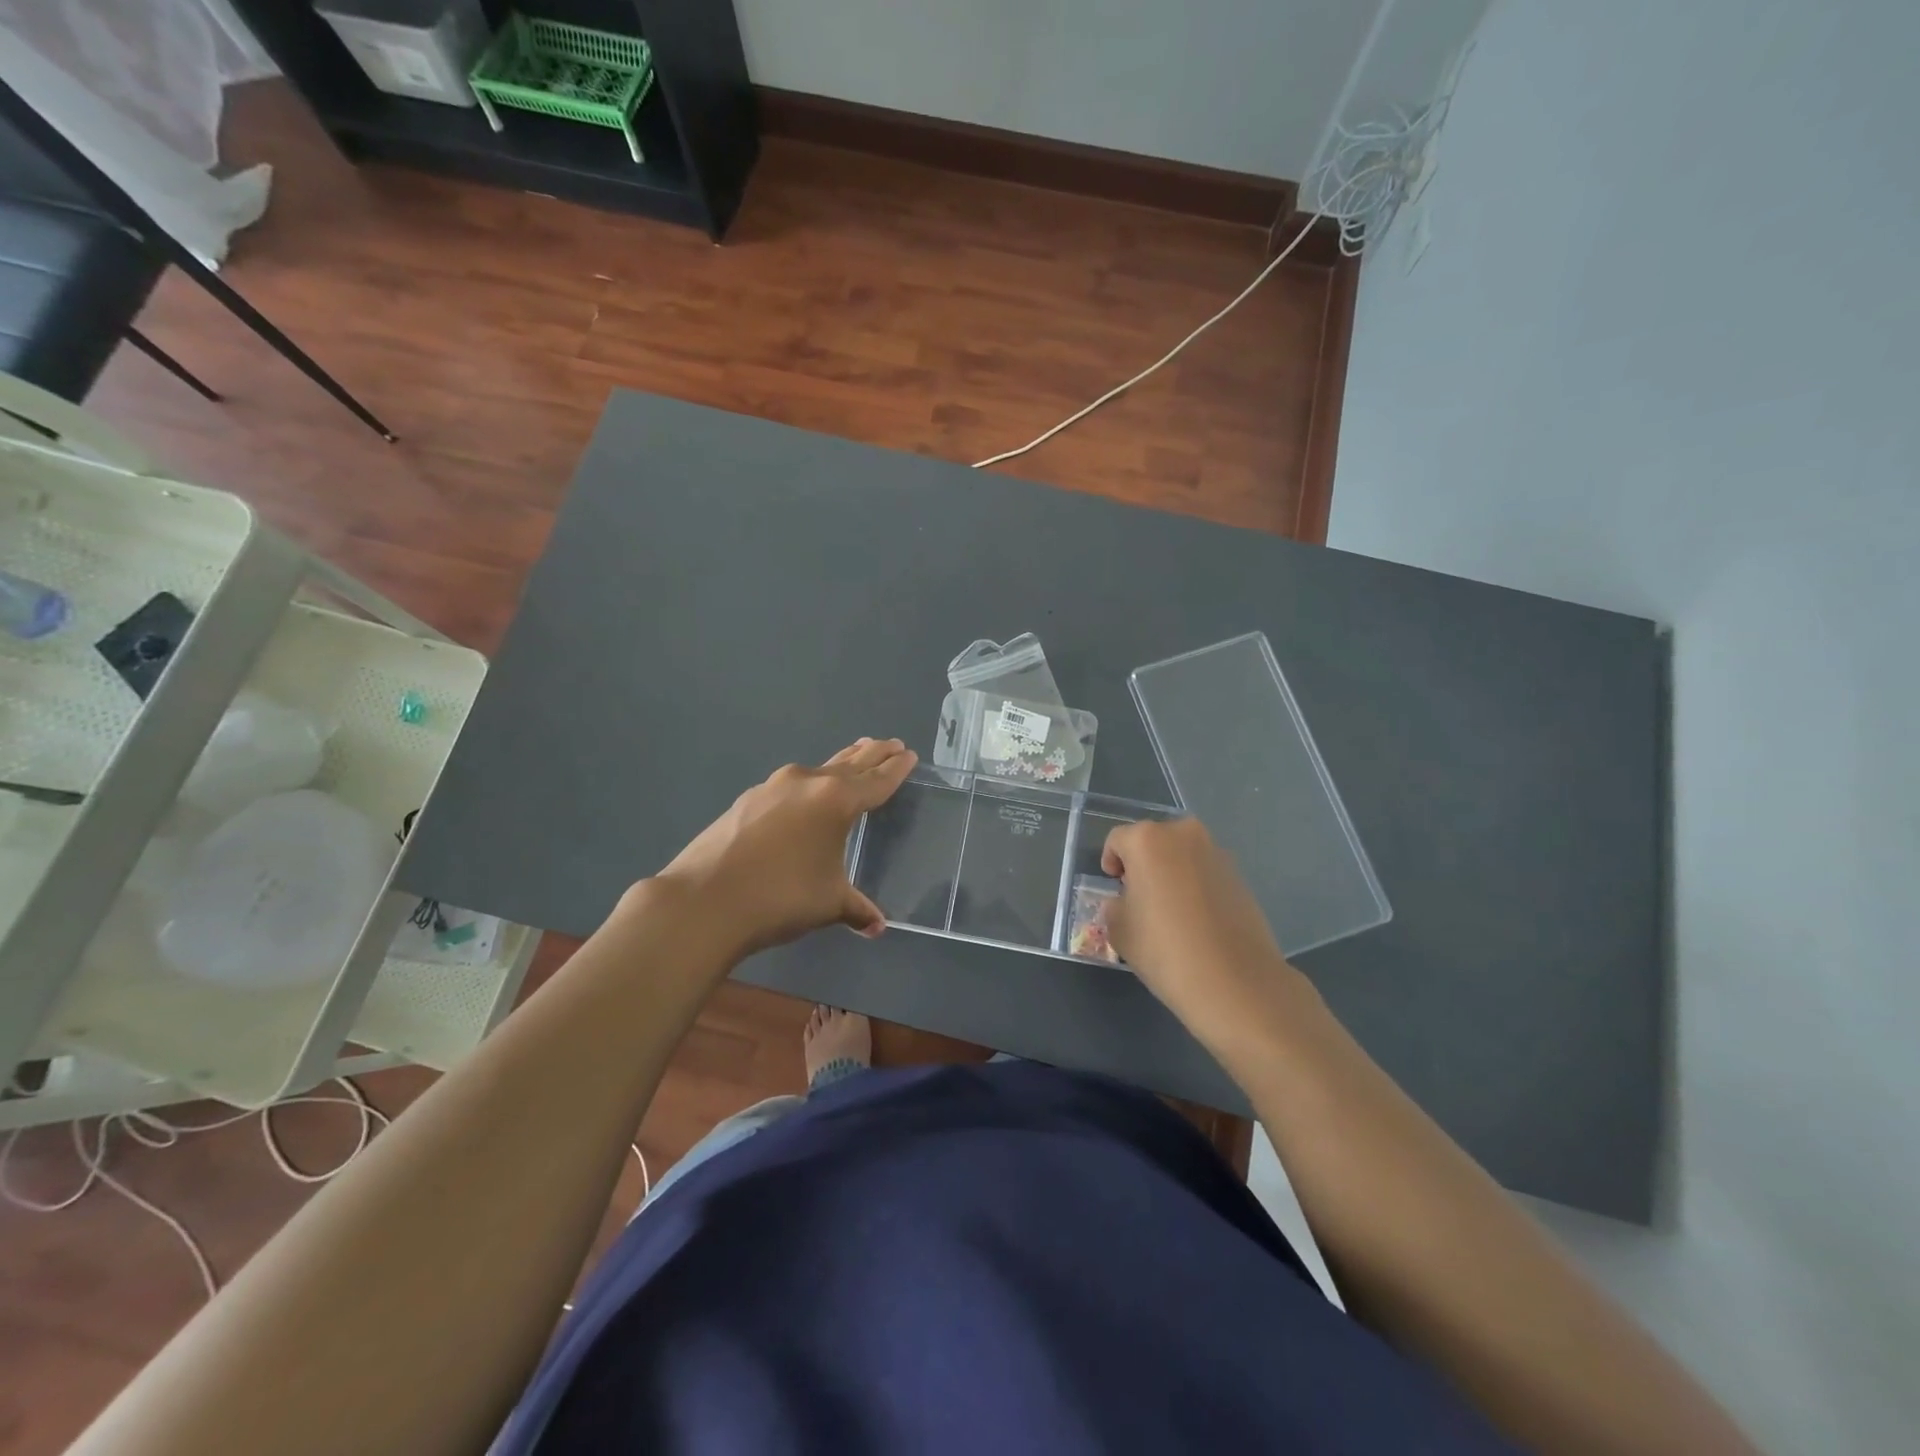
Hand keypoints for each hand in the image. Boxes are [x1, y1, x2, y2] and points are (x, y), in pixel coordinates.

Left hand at [652, 738, 917, 957]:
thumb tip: (877, 926)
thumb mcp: (828, 903)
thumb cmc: (781, 898)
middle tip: (890, 744)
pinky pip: (790, 786)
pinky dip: (807, 785)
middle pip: (849, 764)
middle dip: (872, 755)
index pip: (876, 781)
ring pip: (817, 771)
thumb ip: (857, 908)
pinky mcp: (747, 800)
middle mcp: (807, 783)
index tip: (908, 754)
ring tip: (854, 755)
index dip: (895, 769)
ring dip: (839, 764)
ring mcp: (773, 788)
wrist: (704, 900)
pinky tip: (804, 795)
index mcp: (836, 800)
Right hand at [1100, 817, 1304, 1040]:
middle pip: (1153, 841)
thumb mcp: (1119, 929)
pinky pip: (1205, 872)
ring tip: (1170, 911)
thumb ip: (1115, 906)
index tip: (1114, 886)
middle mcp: (1184, 835)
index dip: (1110, 862)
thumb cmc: (1164, 949)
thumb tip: (1125, 902)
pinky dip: (1195, 886)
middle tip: (1139, 896)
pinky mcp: (1240, 876)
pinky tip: (1196, 920)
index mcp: (1148, 840)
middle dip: (1143, 863)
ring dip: (1171, 873)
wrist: (1235, 982)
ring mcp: (1217, 853)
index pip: (1118, 840)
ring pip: (1182, 855)